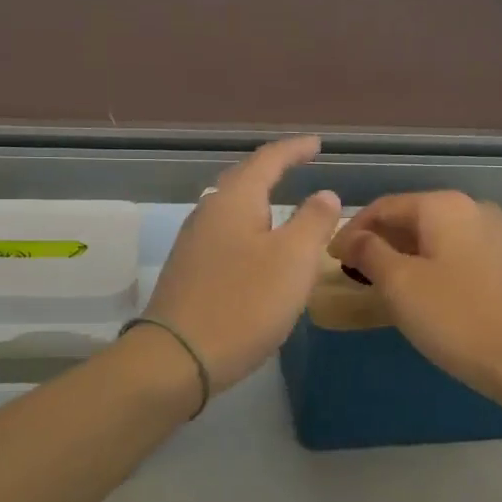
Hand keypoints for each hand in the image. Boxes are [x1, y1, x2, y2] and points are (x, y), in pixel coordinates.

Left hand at [144, 136, 341, 392]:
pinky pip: (225, 237)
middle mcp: (208, 213)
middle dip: (273, 171)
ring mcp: (193, 243)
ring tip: (282, 206)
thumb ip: (313, 221)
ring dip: (259, 202)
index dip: (295, 150)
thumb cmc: (244, 303)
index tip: (317, 144)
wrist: (177, 357)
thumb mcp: (293, 260)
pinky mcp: (189, 272)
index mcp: (234, 201)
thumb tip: (324, 194)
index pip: (268, 160)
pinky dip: (249, 232)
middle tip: (299, 166)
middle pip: (243, 180)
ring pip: (232, 210)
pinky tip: (258, 249)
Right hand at [330, 192, 501, 403]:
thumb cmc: (455, 317)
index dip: (352, 231)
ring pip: (434, 236)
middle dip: (378, 242)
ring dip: (403, 254)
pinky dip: (429, 263)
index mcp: (444, 206)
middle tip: (353, 272)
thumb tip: (353, 238)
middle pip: (410, 217)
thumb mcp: (399, 284)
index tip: (331, 259)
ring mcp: (495, 234)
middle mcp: (472, 208)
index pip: (383, 207)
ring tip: (381, 283)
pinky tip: (420, 290)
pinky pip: (455, 252)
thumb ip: (369, 252)